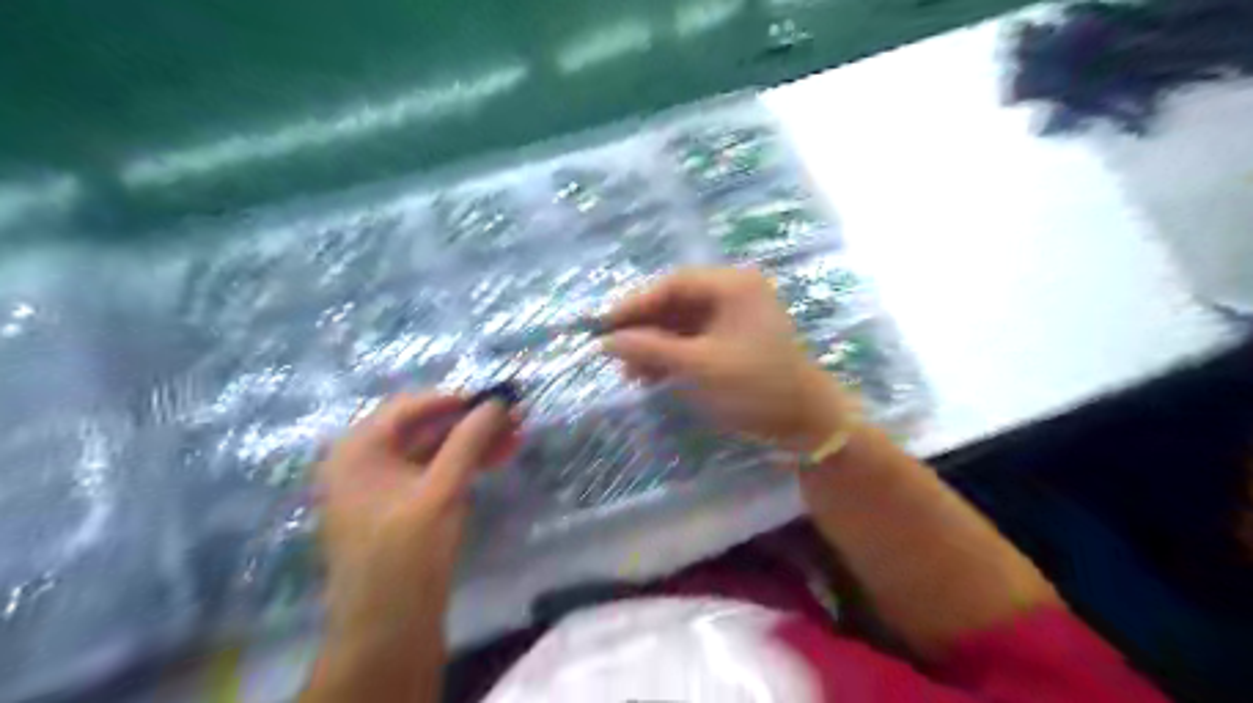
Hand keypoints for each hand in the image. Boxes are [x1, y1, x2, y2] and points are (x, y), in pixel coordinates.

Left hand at [320, 393, 524, 646]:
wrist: (387, 629)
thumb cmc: (406, 553)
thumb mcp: (441, 490)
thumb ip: (469, 441)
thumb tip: (498, 402)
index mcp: (357, 451)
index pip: (409, 407)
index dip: (456, 399)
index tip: (497, 397)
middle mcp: (365, 461)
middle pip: (424, 429)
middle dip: (472, 423)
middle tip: (516, 416)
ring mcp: (383, 486)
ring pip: (434, 451)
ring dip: (475, 442)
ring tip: (517, 435)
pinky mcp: (401, 507)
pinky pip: (434, 474)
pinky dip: (465, 465)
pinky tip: (498, 457)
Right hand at [604, 268, 852, 453]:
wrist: (807, 423)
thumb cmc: (756, 387)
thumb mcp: (699, 367)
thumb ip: (651, 350)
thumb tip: (606, 342)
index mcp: (733, 286)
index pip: (673, 284)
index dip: (636, 303)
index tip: (605, 325)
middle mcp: (735, 293)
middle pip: (676, 301)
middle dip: (644, 327)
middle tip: (613, 349)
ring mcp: (736, 317)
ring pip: (682, 323)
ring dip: (655, 345)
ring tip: (629, 371)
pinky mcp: (734, 340)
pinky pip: (694, 340)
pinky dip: (672, 355)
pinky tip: (651, 375)